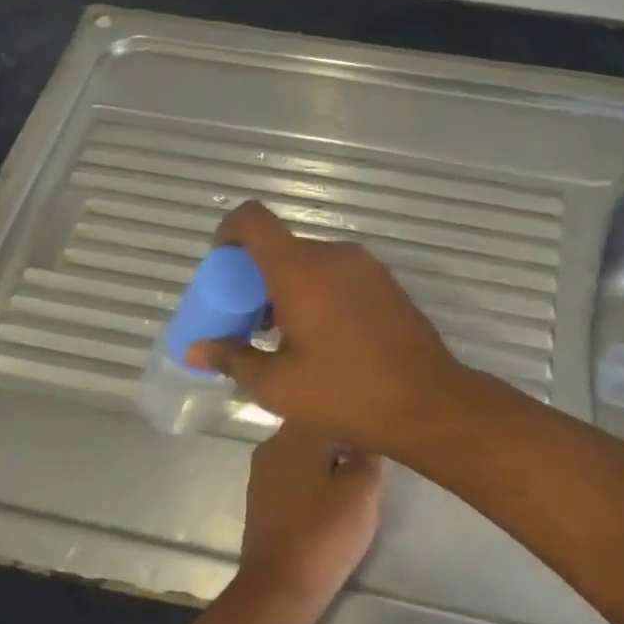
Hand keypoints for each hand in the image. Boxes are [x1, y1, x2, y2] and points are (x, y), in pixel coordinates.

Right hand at [187, 201, 470, 459]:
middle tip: (247, 322)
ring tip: (282, 338)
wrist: (428, 403)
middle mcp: (333, 255)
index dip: (228, 233)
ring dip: (288, 288)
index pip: (253, 220)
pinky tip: (320, 339)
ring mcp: (365, 267)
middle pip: (281, 247)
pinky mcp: (386, 284)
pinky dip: (317, 292)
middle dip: (255, 277)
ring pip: (311, 263)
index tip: (220, 268)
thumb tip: (194, 350)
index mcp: (300, 269)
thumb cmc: (346, 393)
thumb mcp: (278, 385)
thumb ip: (232, 359)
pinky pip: (338, 275)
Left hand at [229, 422, 382, 621]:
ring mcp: (262, 473)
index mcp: (295, 432)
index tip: (378, 431)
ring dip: (328, 464)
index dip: (357, 417)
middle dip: (343, 441)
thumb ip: (371, 453)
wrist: (278, 588)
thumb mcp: (364, 489)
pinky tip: (330, 500)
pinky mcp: (260, 500)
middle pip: (317, 431)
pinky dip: (312, 484)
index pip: (331, 407)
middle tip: (373, 458)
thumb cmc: (324, 531)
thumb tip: (370, 436)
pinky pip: (293, 479)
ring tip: (355, 481)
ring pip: (304, 455)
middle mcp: (272, 444)